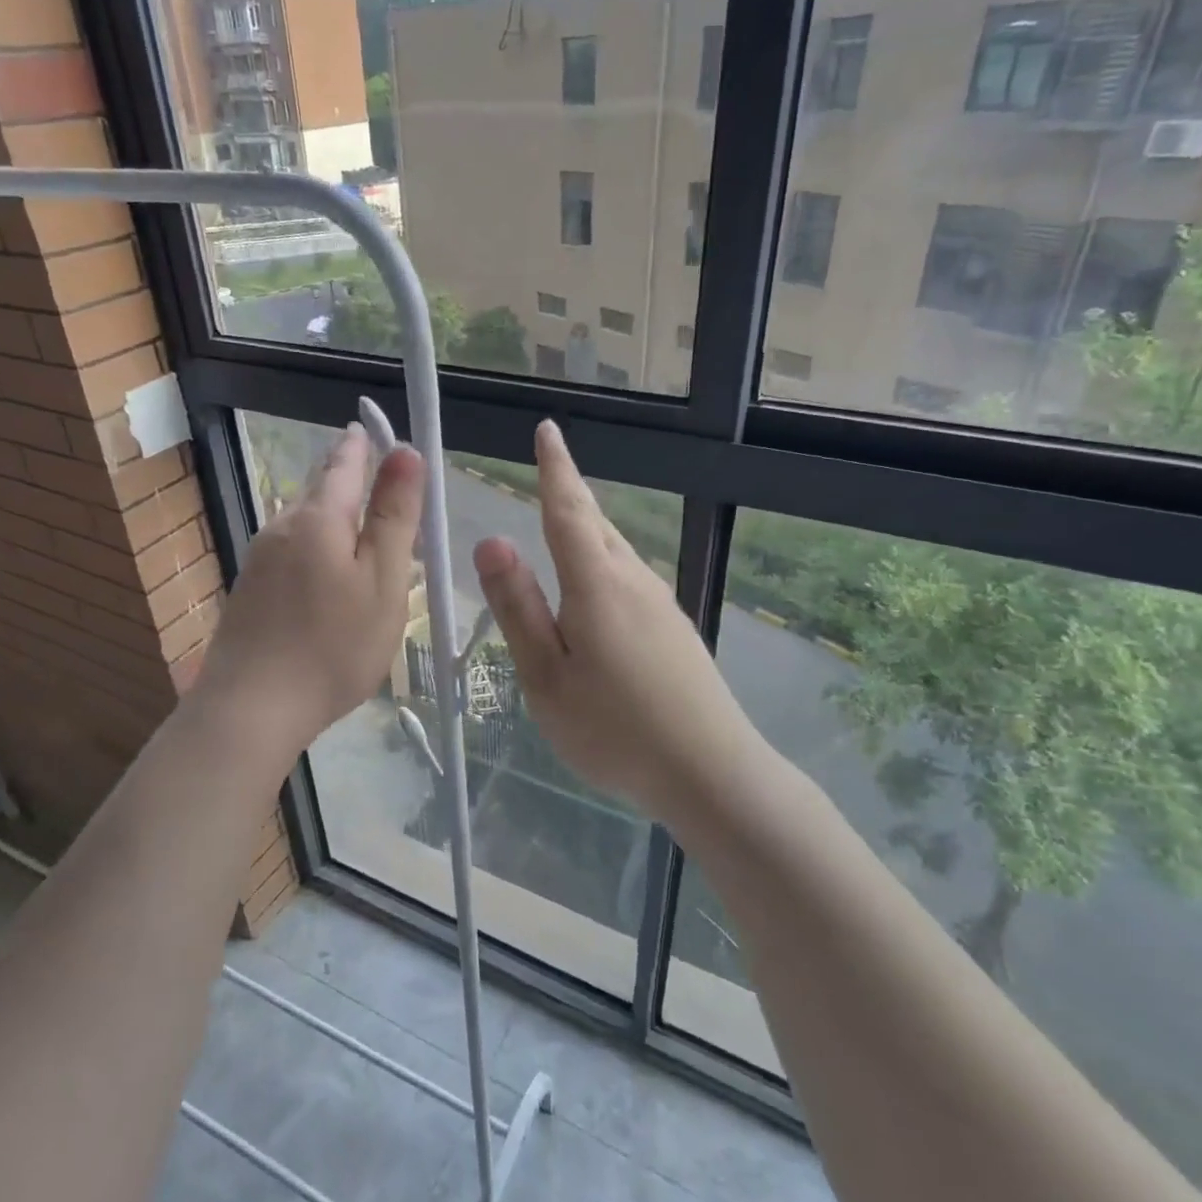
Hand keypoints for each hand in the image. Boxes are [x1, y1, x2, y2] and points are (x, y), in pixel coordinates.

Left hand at [195, 423, 424, 752]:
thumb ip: (394, 516)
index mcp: (318, 518)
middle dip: (348, 479)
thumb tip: (406, 451)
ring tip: (362, 533)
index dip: (364, 444)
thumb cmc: (333, 646)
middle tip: (379, 481)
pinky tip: (326, 577)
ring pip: (304, 522)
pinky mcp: (249, 590)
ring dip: (333, 518)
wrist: (251, 710)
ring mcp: (259, 559)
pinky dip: (316, 548)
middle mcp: (281, 527)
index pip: (344, 462)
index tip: (373, 428)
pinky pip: (291, 551)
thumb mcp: (382, 580)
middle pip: (320, 490)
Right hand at [474, 421, 766, 824]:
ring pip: (616, 552)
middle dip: (571, 494)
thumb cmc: (613, 728)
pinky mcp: (675, 630)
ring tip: (565, 523)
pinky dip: (604, 566)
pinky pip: (630, 580)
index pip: (568, 510)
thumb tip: (492, 541)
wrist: (709, 771)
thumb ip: (518, 607)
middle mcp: (634, 581)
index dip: (554, 468)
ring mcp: (661, 605)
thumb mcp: (545, 675)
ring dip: (588, 530)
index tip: (547, 430)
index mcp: (596, 584)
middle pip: (597, 525)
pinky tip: (596, 594)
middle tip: (550, 470)